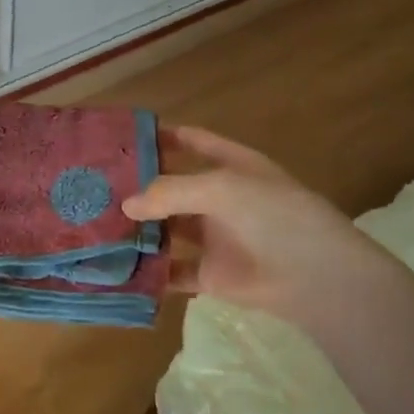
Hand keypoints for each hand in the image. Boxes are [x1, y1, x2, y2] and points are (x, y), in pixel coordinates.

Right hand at [122, 125, 413, 328]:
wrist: (316, 277)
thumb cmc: (274, 216)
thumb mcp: (221, 189)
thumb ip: (170, 192)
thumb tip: (125, 204)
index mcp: (231, 166)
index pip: (193, 141)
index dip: (163, 136)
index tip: (124, 136)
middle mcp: (220, 198)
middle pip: (173, 188)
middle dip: (140, 188)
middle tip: (96, 186)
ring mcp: (215, 237)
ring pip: (168, 230)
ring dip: (140, 230)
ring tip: (97, 225)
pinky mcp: (211, 275)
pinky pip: (173, 271)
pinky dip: (150, 270)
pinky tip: (118, 266)